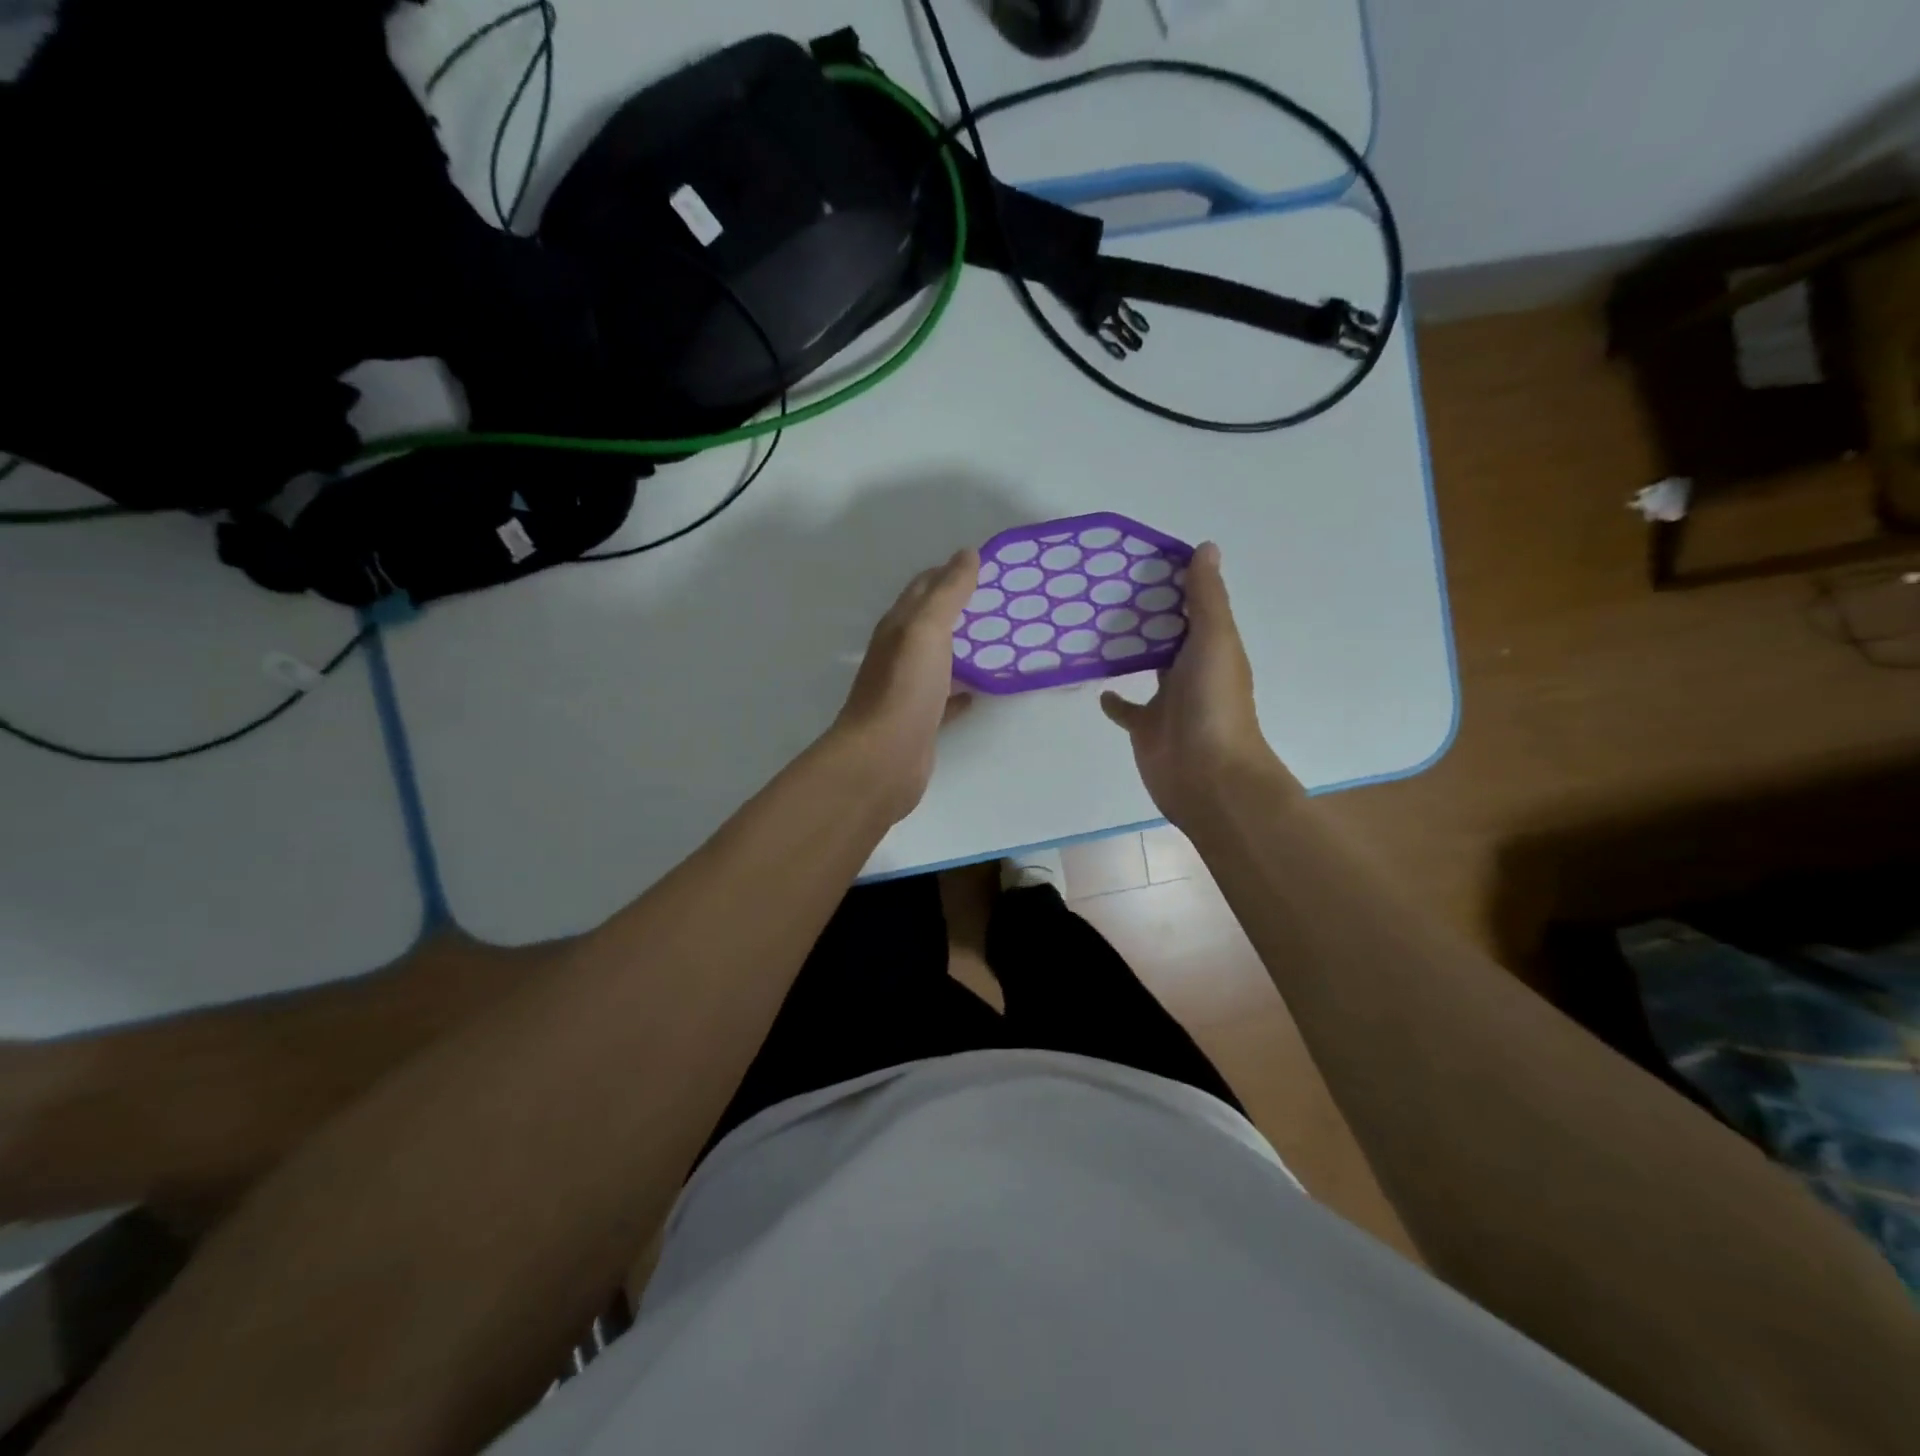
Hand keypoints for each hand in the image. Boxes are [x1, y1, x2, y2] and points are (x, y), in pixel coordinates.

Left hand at [829, 548, 978, 822]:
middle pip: (931, 623)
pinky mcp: (921, 722)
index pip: (923, 588)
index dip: (949, 572)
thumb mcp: (926, 630)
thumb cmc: (904, 689)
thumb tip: (966, 554)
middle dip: (961, 608)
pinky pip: (945, 698)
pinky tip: (980, 689)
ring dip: (964, 648)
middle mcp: (899, 654)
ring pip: (939, 660)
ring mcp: (908, 690)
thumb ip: (947, 593)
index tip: (986, 565)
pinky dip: (962, 689)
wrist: (883, 760)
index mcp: (898, 627)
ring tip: (1001, 640)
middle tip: (1002, 601)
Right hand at [1099, 542, 1295, 828]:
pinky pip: (1127, 710)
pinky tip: (1098, 686)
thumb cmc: (1213, 703)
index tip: (1140, 559)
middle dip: (1146, 616)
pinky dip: (1114, 699)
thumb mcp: (1215, 640)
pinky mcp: (1145, 728)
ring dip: (1129, 652)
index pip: (1192, 607)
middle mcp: (1192, 671)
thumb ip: (1207, 598)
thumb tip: (1206, 547)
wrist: (1207, 775)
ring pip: (1146, 668)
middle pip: (1167, 636)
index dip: (1173, 583)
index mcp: (1212, 648)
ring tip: (1093, 627)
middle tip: (1104, 588)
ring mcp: (1168, 701)